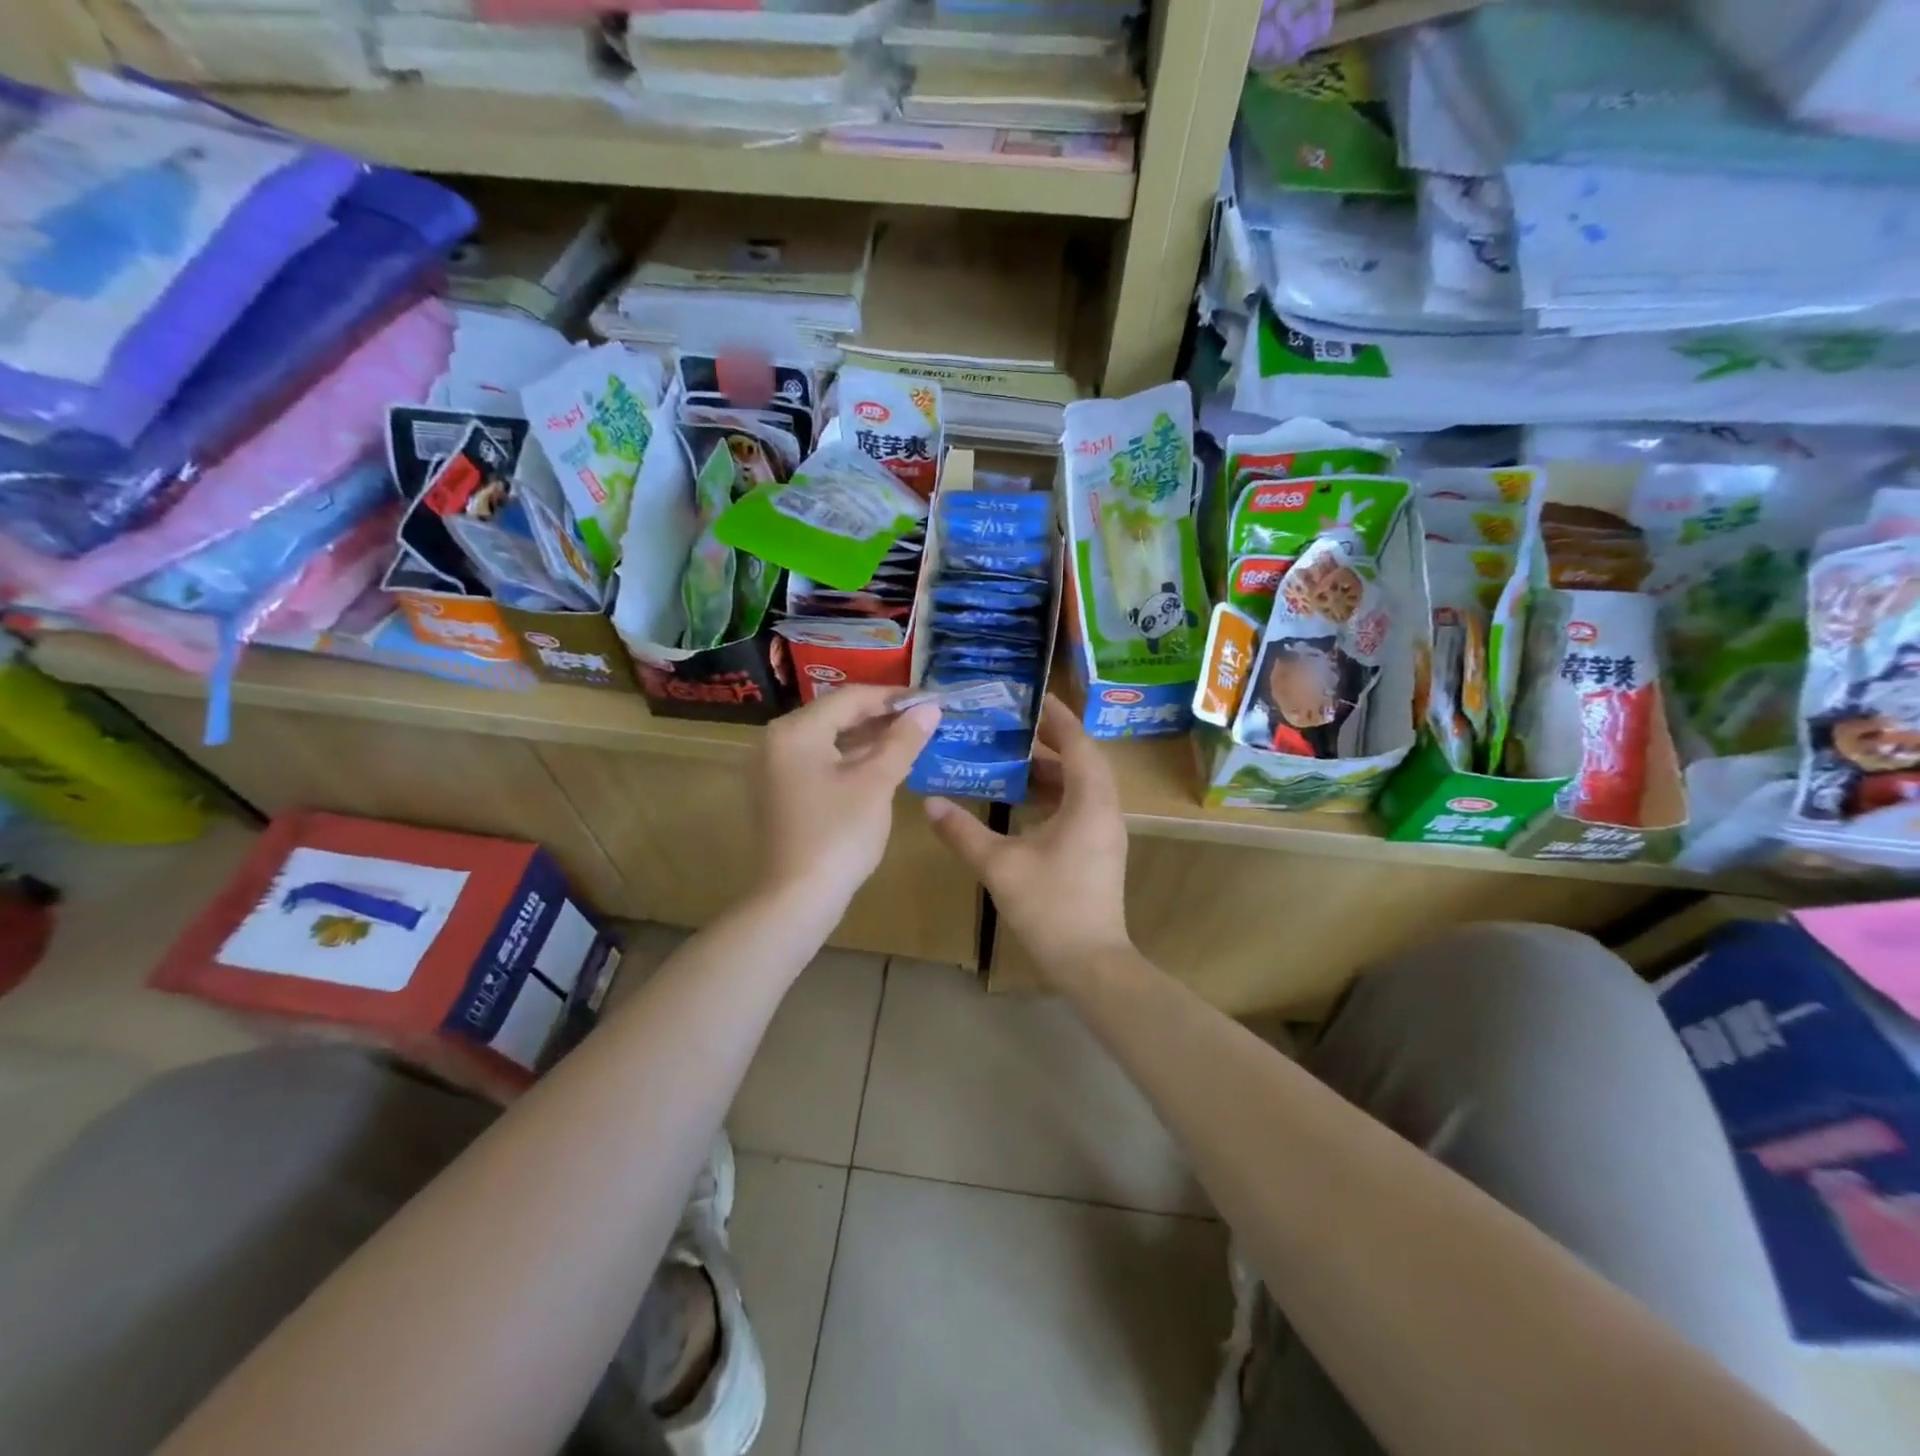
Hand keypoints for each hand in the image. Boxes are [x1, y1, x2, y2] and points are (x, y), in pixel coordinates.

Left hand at [756, 687, 941, 910]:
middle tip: (923, 721)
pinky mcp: (780, 793)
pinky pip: (819, 763)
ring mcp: (774, 769)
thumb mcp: (876, 782)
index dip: (893, 697)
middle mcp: (777, 741)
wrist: (796, 899)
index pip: (850, 697)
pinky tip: (882, 767)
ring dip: (868, 740)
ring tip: (910, 742)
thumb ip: (903, 740)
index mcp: (796, 731)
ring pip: (828, 741)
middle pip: (836, 716)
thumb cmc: (838, 834)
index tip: (929, 701)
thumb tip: (930, 708)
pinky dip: (850, 761)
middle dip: (881, 718)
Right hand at [923, 697, 1130, 981]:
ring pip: (1082, 785)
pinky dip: (1055, 794)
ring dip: (1052, 769)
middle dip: (1051, 740)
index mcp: (1090, 802)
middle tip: (1014, 724)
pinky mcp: (1100, 850)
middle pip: (1082, 760)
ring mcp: (1106, 832)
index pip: (1077, 743)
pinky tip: (1024, 801)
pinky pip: (1080, 806)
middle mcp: (1105, 810)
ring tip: (1014, 757)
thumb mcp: (1000, 865)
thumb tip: (930, 803)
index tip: (1033, 696)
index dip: (1057, 716)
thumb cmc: (1050, 906)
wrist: (1090, 962)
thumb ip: (963, 832)